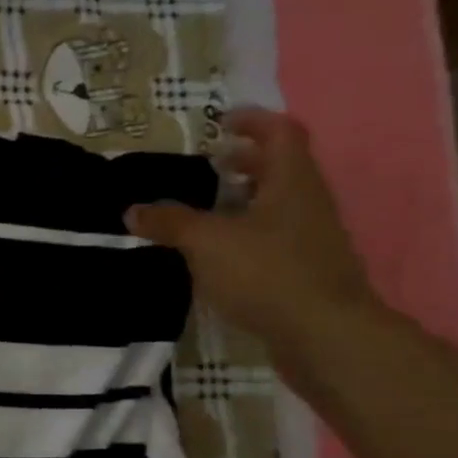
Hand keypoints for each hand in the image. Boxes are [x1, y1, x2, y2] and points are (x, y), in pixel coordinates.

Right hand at [124, 108, 379, 359]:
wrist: (325, 336)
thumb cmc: (268, 273)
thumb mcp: (207, 242)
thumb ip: (170, 223)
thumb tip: (133, 210)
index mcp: (292, 182)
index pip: (281, 133)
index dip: (253, 121)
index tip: (221, 122)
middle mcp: (307, 203)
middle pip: (281, 168)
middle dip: (245, 161)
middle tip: (209, 163)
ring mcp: (311, 239)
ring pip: (277, 205)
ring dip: (245, 199)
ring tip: (205, 208)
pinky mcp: (305, 271)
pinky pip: (274, 237)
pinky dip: (246, 233)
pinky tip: (218, 252)